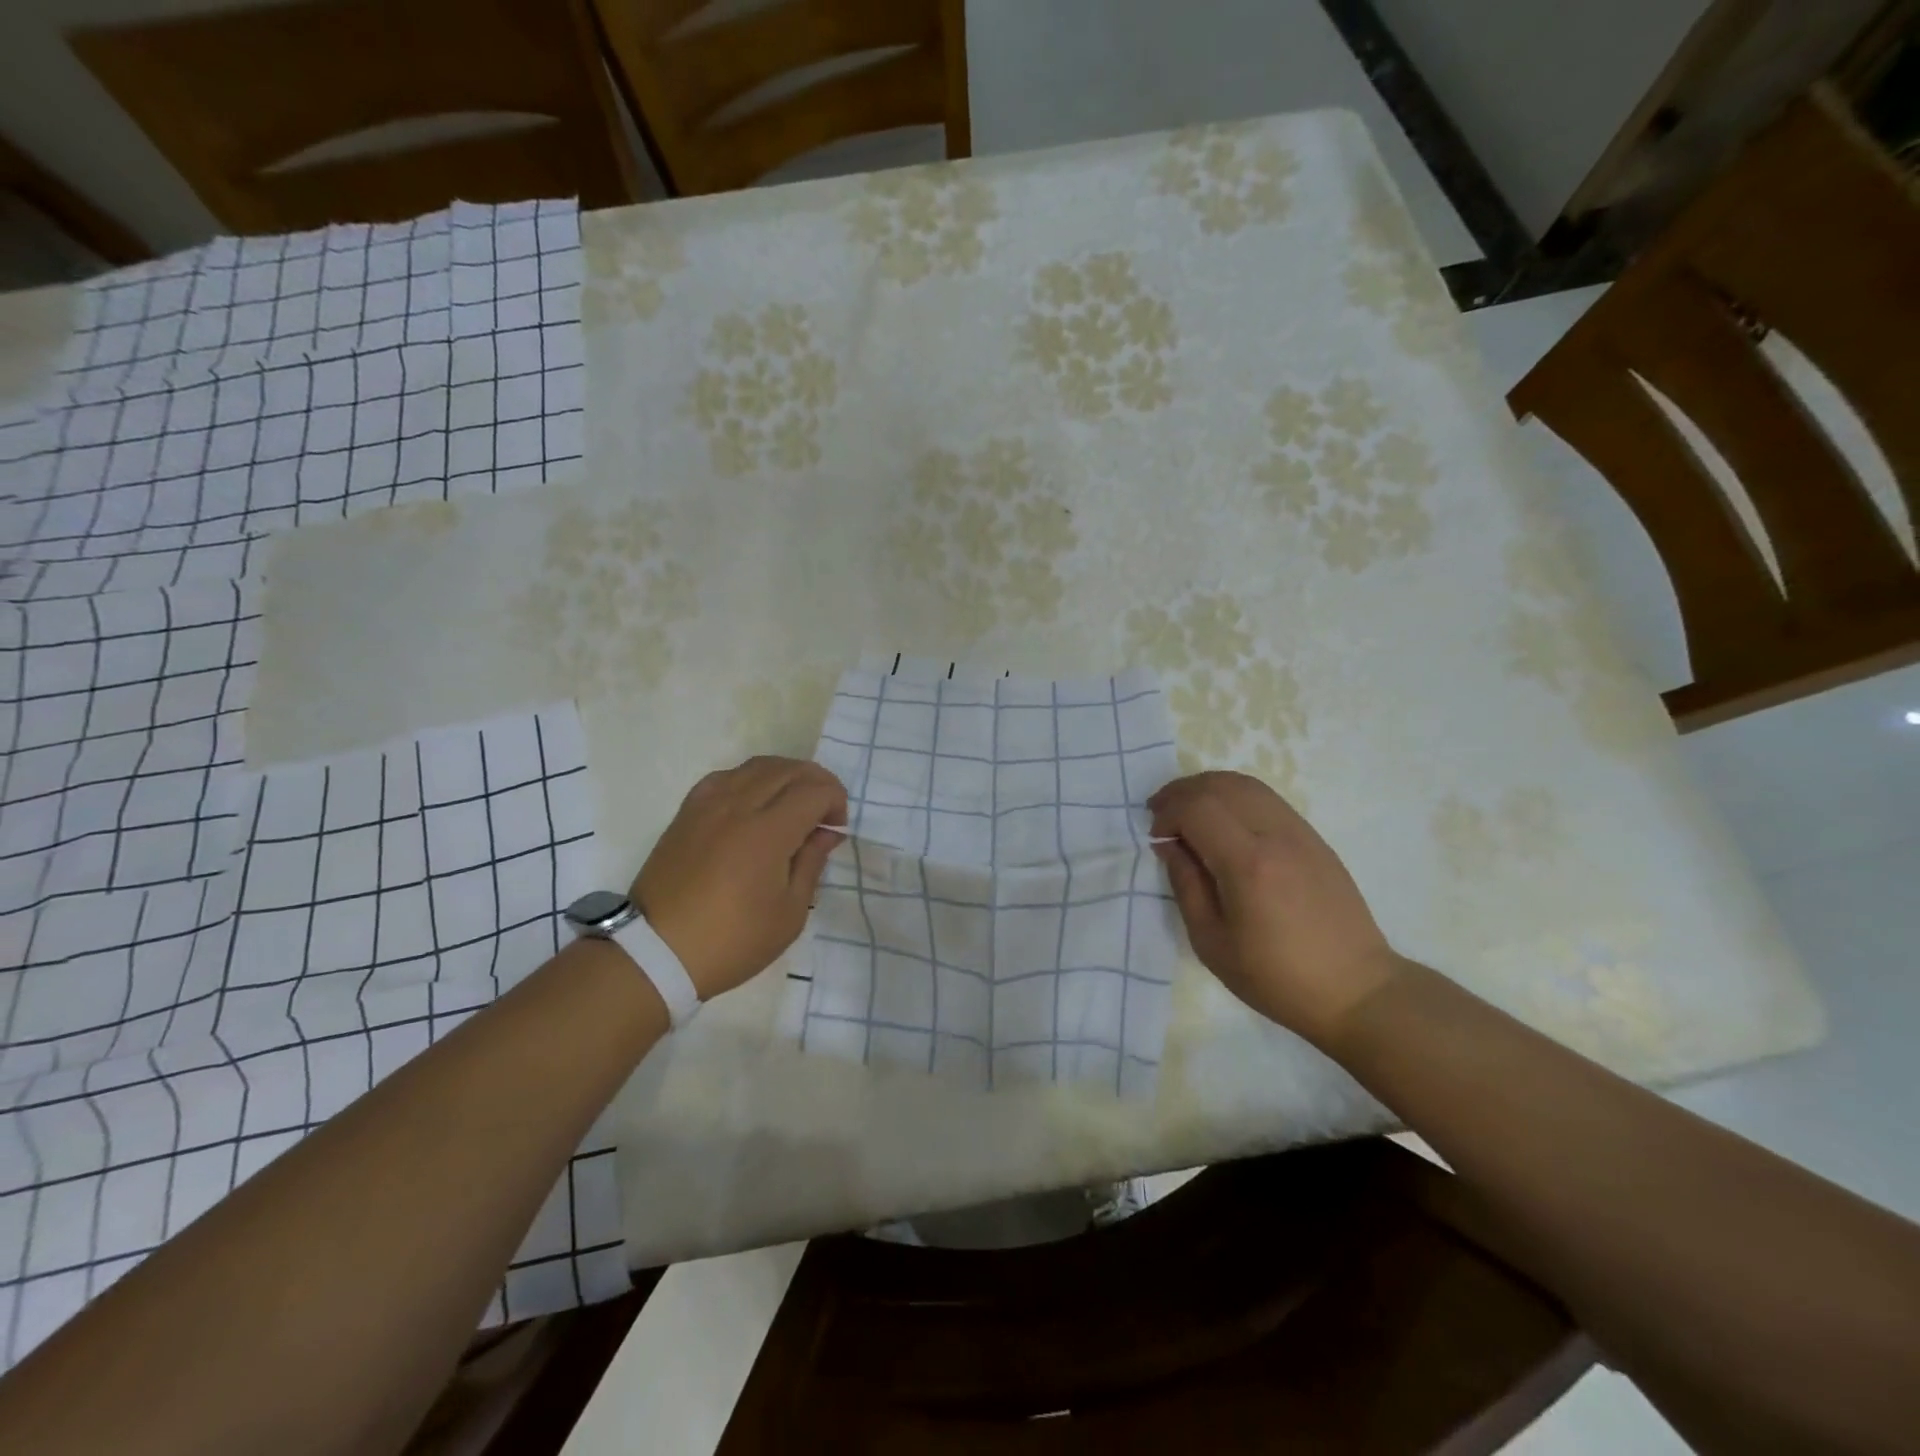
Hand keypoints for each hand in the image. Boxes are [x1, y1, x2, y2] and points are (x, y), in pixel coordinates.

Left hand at [631, 757, 847, 1000]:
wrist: (658, 952)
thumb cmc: (733, 940)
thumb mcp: (789, 913)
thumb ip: (811, 863)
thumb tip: (825, 833)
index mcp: (768, 832)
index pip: (815, 790)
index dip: (836, 802)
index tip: (836, 829)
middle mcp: (738, 806)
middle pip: (788, 769)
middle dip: (817, 782)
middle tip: (825, 812)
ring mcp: (708, 805)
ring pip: (757, 766)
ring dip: (786, 775)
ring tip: (794, 802)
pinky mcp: (687, 812)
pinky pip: (726, 777)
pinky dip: (751, 779)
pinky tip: (754, 802)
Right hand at [1149, 771, 1400, 1046]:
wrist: (1355, 989)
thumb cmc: (1275, 977)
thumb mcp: (1211, 942)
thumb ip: (1185, 885)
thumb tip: (1168, 845)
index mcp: (1248, 865)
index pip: (1197, 807)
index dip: (1167, 813)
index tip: (1156, 838)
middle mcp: (1276, 836)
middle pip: (1219, 785)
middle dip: (1181, 793)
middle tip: (1161, 816)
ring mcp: (1300, 832)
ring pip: (1245, 784)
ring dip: (1207, 789)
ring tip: (1187, 812)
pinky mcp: (1314, 838)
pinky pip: (1266, 798)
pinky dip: (1234, 797)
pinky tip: (1222, 822)